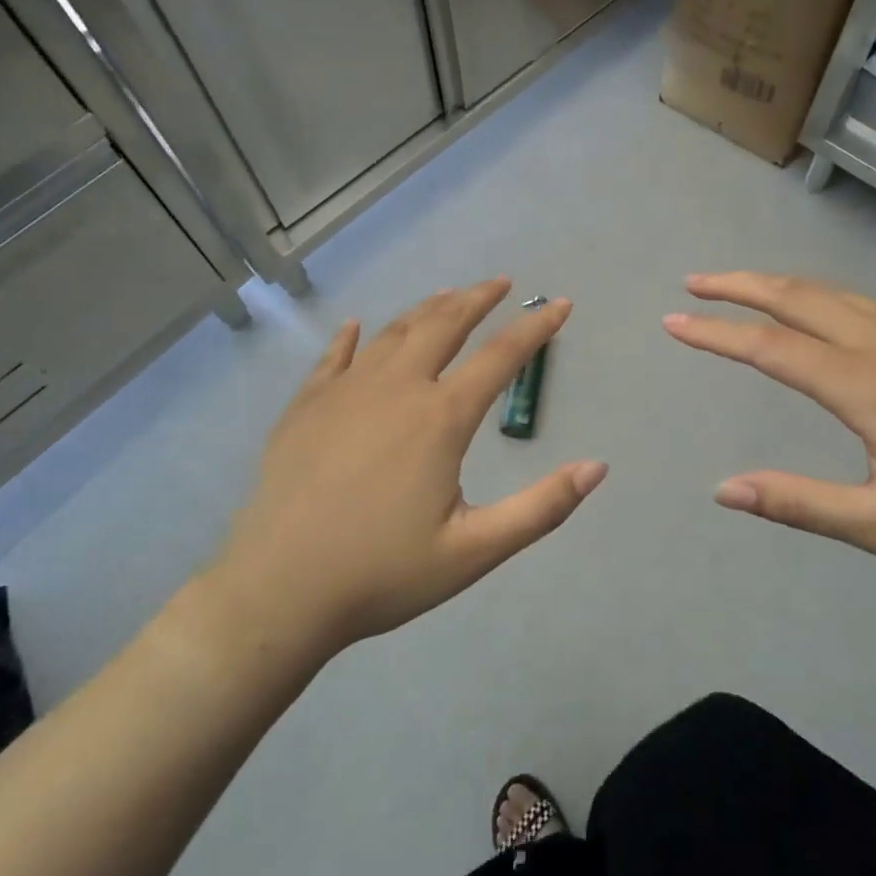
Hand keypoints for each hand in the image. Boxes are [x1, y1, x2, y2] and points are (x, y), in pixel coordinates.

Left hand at [214, 280, 606, 649]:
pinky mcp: (305, 407)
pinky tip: (357, 326)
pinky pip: (333, 358)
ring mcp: (345, 392)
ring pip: (394, 332)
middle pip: (444, 325)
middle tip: (500, 283)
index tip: (559, 304)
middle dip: (477, 299)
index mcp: (440, 418)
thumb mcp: (475, 550)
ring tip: (448, 295)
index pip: (501, 356)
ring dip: (427, 309)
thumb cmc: (382, 573)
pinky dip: (351, 337)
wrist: (277, 592)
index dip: (535, 327)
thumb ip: (541, 508)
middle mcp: (395, 388)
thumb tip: (597, 467)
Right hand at [663, 273, 875, 574]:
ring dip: (779, 284)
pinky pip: (864, 303)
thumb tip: (724, 489)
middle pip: (797, 297)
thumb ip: (800, 504)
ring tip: (742, 287)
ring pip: (833, 293)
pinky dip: (819, 294)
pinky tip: (817, 310)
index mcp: (864, 386)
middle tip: (694, 283)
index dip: (716, 333)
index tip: (673, 322)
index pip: (770, 348)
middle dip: (739, 286)